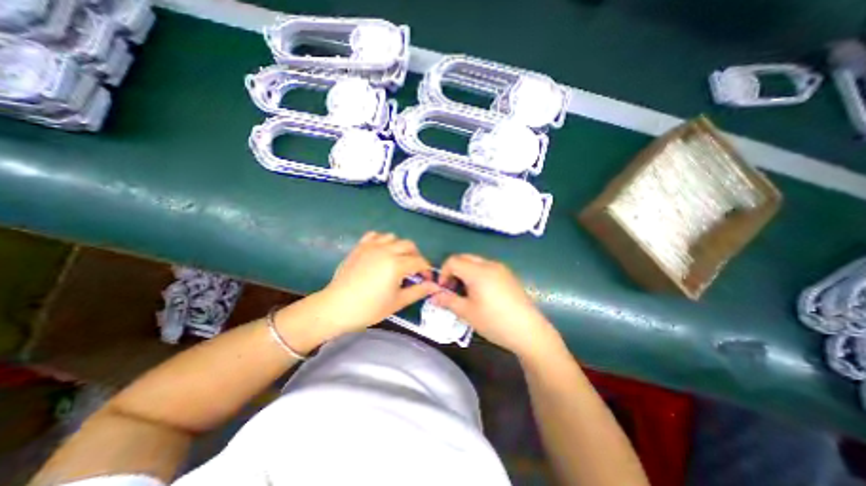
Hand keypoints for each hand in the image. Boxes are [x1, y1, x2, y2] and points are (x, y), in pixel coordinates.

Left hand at [318, 232, 440, 332]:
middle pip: (409, 245)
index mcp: (397, 264)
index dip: (426, 270)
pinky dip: (382, 240)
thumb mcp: (397, 302)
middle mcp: (386, 250)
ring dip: (400, 247)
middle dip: (416, 256)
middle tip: (414, 270)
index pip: (419, 261)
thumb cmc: (369, 308)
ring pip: (393, 237)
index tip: (426, 279)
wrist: (336, 307)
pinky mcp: (360, 247)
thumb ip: (418, 291)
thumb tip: (435, 287)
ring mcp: (371, 246)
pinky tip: (381, 251)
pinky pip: (375, 235)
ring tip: (398, 260)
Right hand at [433, 255, 562, 359]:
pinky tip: (481, 293)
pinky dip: (477, 274)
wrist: (529, 331)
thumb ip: (448, 300)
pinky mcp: (508, 275)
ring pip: (476, 262)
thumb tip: (432, 296)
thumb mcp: (467, 312)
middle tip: (453, 289)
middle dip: (454, 271)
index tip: (444, 289)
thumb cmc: (494, 321)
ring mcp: (501, 268)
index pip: (453, 261)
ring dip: (465, 272)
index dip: (443, 273)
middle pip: (464, 258)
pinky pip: (487, 267)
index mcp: (478, 271)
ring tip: (466, 292)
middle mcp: (489, 264)